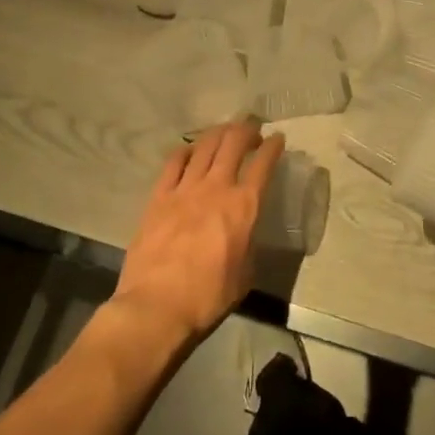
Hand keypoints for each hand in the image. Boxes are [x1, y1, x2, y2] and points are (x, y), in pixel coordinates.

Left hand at [112, 118, 284, 345]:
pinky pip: (173, 163)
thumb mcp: (245, 273)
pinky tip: (190, 150)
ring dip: (218, 133)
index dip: (273, 147)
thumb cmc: (208, 297)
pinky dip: (185, 151)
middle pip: (233, 143)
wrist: (156, 307)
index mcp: (244, 207)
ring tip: (225, 131)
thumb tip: (245, 232)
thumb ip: (248, 242)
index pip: (263, 164)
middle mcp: (217, 188)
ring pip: (205, 146)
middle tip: (252, 127)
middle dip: (246, 129)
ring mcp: (184, 190)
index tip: (278, 139)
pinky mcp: (158, 198)